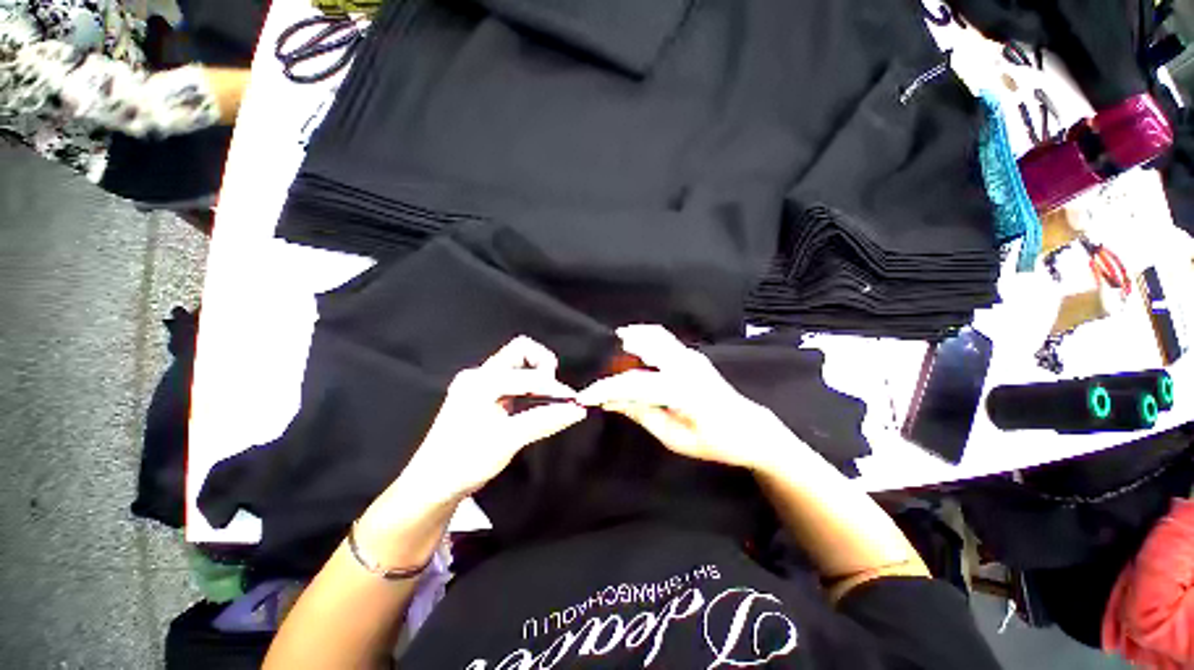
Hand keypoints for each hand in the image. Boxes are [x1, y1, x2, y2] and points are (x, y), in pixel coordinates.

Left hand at [359, 336, 585, 554]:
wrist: (432, 485)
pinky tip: (535, 404)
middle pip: (520, 351)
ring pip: (516, 364)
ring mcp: (478, 383)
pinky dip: (528, 387)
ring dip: (537, 376)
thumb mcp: (508, 441)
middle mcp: (478, 375)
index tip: (573, 403)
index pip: (529, 375)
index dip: (554, 388)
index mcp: (481, 382)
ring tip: (549, 398)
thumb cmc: (464, 462)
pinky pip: (512, 379)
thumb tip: (576, 411)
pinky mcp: (481, 394)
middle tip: (555, 391)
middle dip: (543, 366)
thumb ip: (544, 421)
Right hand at [577, 325, 796, 470]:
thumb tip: (610, 401)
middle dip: (615, 352)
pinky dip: (641, 341)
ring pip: (653, 335)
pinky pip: (661, 339)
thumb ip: (642, 414)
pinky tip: (630, 354)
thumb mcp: (674, 438)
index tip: (585, 395)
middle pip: (644, 343)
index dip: (606, 388)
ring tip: (609, 358)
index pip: (636, 383)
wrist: (750, 429)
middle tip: (596, 369)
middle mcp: (687, 364)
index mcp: (684, 390)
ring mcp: (691, 355)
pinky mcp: (692, 354)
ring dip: (628, 341)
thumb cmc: (714, 441)